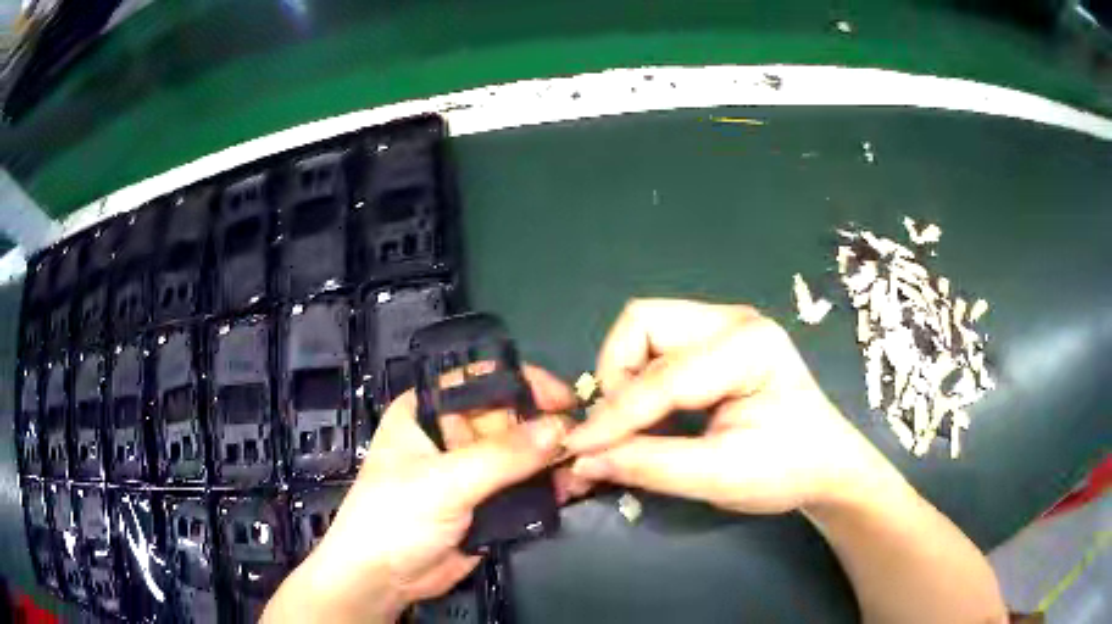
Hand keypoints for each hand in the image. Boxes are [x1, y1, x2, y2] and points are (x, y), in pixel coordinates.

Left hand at [263, 365, 575, 623]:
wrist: (383, 579)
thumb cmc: (395, 517)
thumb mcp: (444, 482)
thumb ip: (502, 457)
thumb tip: (560, 428)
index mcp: (429, 411)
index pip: (481, 380)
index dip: (523, 383)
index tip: (565, 398)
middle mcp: (452, 434)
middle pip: (509, 417)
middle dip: (546, 426)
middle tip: (586, 438)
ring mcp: (472, 470)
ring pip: (522, 454)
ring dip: (552, 458)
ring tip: (587, 465)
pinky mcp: (487, 502)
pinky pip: (524, 486)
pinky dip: (549, 486)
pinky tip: (574, 488)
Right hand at [565, 299, 886, 514]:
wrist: (825, 465)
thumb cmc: (786, 471)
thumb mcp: (720, 476)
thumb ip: (650, 465)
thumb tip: (582, 460)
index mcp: (750, 347)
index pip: (664, 376)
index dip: (615, 415)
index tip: (576, 450)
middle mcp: (735, 320)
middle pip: (644, 323)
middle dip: (617, 377)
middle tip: (620, 429)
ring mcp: (725, 324)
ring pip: (644, 329)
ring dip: (626, 375)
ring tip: (637, 422)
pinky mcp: (715, 339)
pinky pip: (657, 344)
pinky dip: (641, 378)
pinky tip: (654, 412)